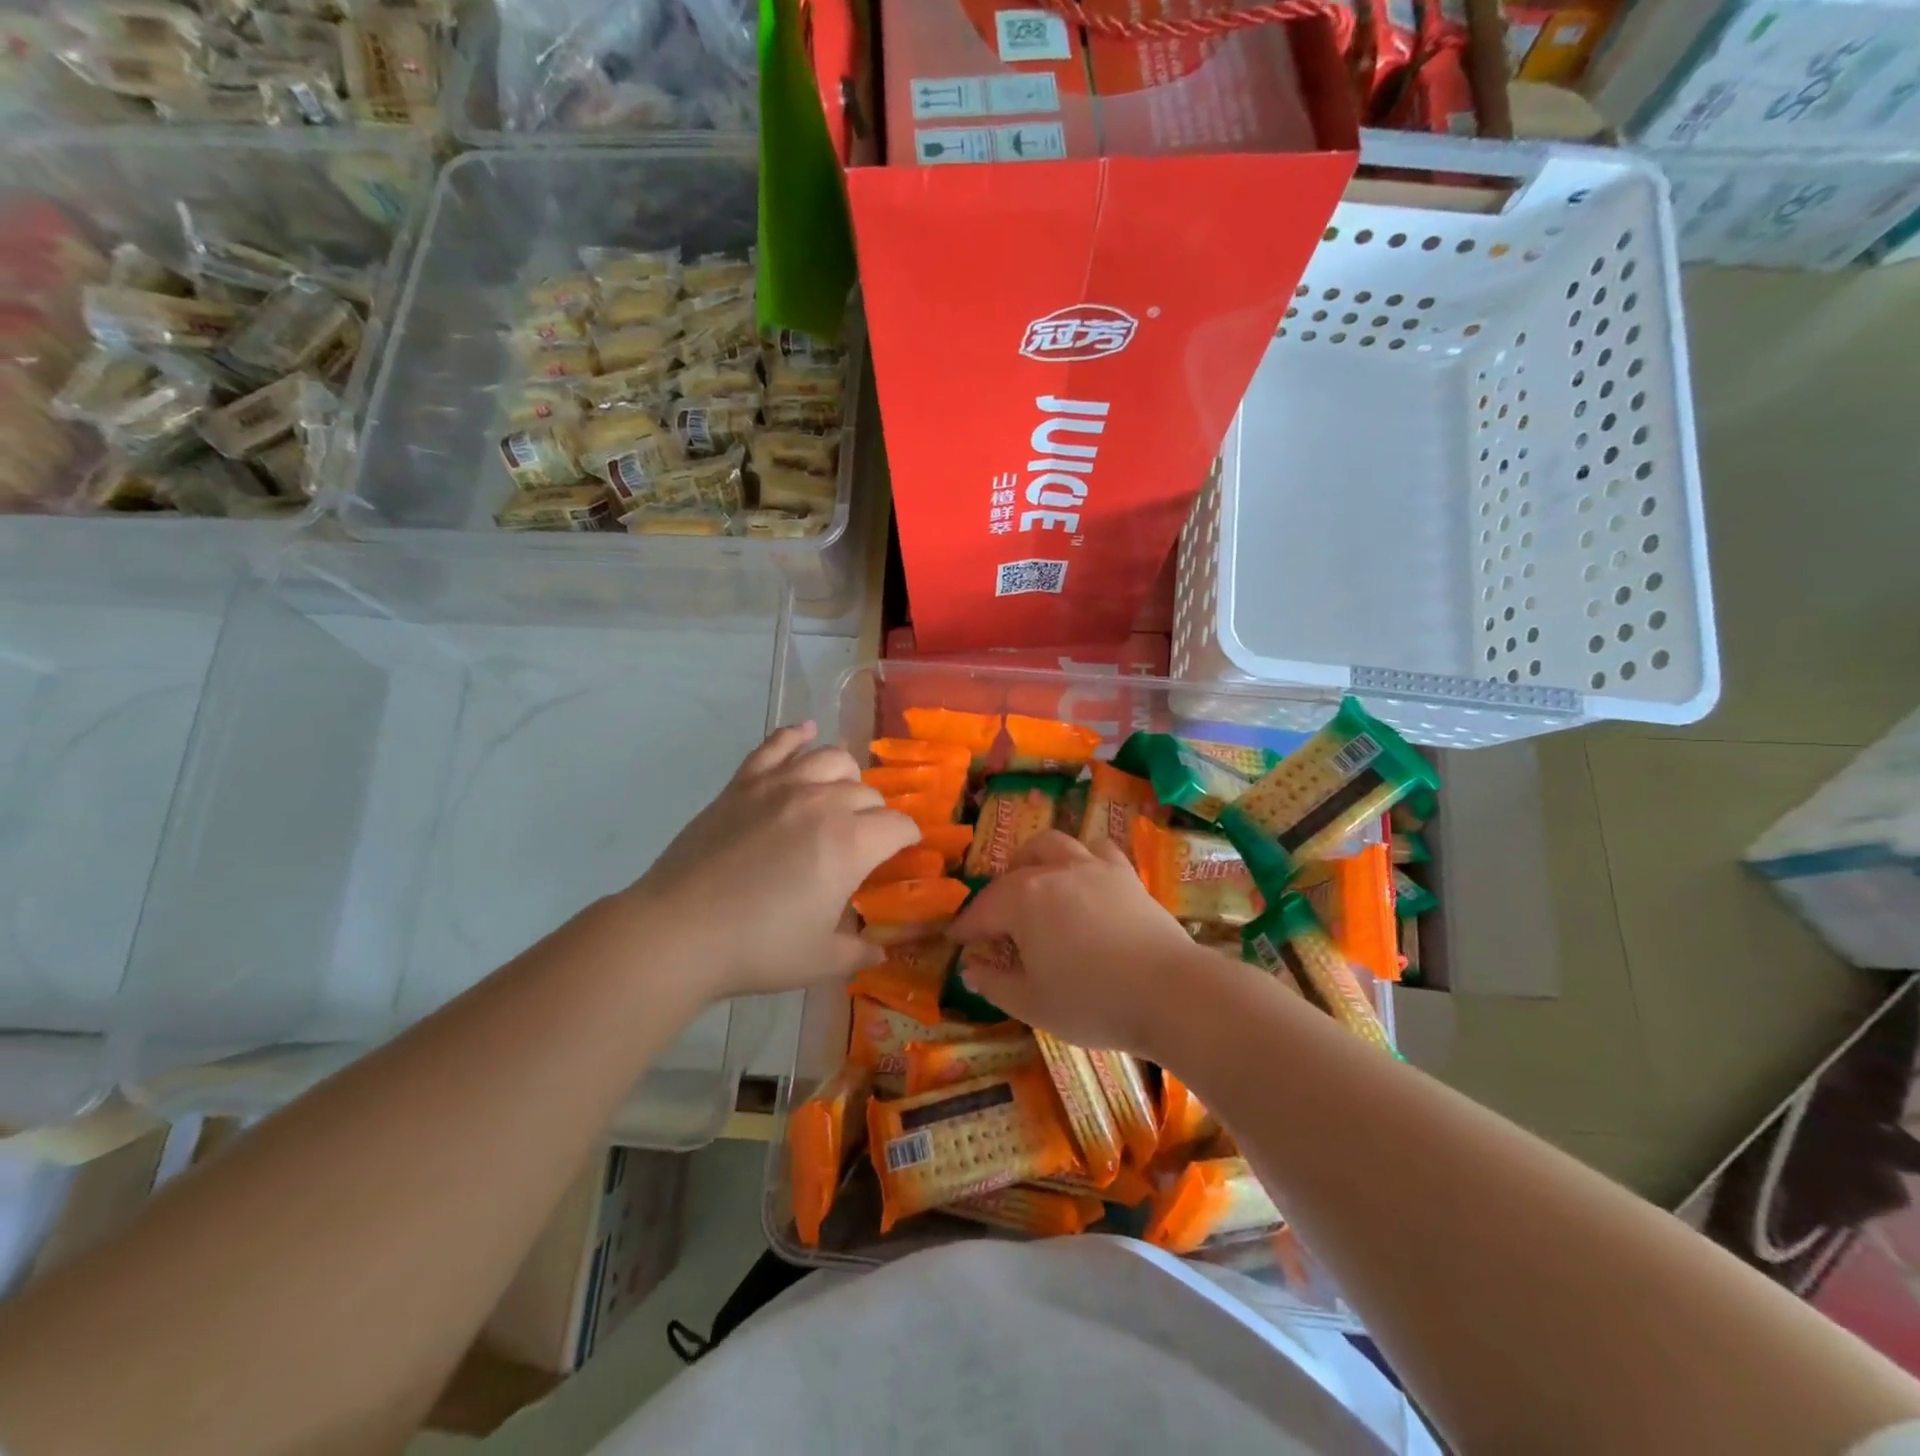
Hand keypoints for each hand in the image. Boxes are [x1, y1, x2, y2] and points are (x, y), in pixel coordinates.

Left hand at [623, 723, 919, 1000]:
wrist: (678, 932)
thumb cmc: (756, 948)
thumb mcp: (820, 961)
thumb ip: (858, 952)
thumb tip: (880, 952)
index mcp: (850, 844)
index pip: (898, 826)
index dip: (908, 838)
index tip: (904, 850)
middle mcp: (823, 803)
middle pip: (867, 793)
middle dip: (876, 815)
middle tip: (864, 839)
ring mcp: (780, 787)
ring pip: (831, 758)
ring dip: (846, 775)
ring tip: (841, 792)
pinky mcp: (743, 783)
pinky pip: (777, 745)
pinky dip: (796, 735)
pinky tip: (806, 732)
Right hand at [947, 830, 1211, 1056]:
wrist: (1169, 992)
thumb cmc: (1092, 1001)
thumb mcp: (1033, 1003)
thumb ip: (996, 984)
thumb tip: (972, 969)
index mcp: (1023, 900)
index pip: (983, 909)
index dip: (966, 926)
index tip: (955, 939)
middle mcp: (1053, 872)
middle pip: (1014, 872)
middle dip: (997, 892)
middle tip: (997, 920)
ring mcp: (1092, 867)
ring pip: (1053, 844)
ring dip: (1034, 859)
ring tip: (1034, 881)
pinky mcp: (1125, 874)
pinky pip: (1097, 849)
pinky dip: (1082, 856)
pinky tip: (1083, 876)